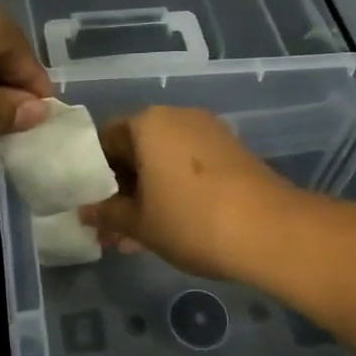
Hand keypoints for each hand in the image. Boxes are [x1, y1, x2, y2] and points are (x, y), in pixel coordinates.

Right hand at [81, 106, 300, 280]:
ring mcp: (209, 132)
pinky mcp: (232, 151)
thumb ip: (108, 214)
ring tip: (138, 238)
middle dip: (123, 189)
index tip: (94, 207)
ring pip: (164, 161)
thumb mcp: (140, 223)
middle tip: (113, 228)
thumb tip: (85, 211)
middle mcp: (178, 117)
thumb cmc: (191, 220)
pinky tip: (172, 226)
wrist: (270, 230)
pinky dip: (175, 190)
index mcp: (148, 123)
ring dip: (148, 194)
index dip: (95, 175)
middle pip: (136, 148)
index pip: (106, 139)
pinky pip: (189, 166)